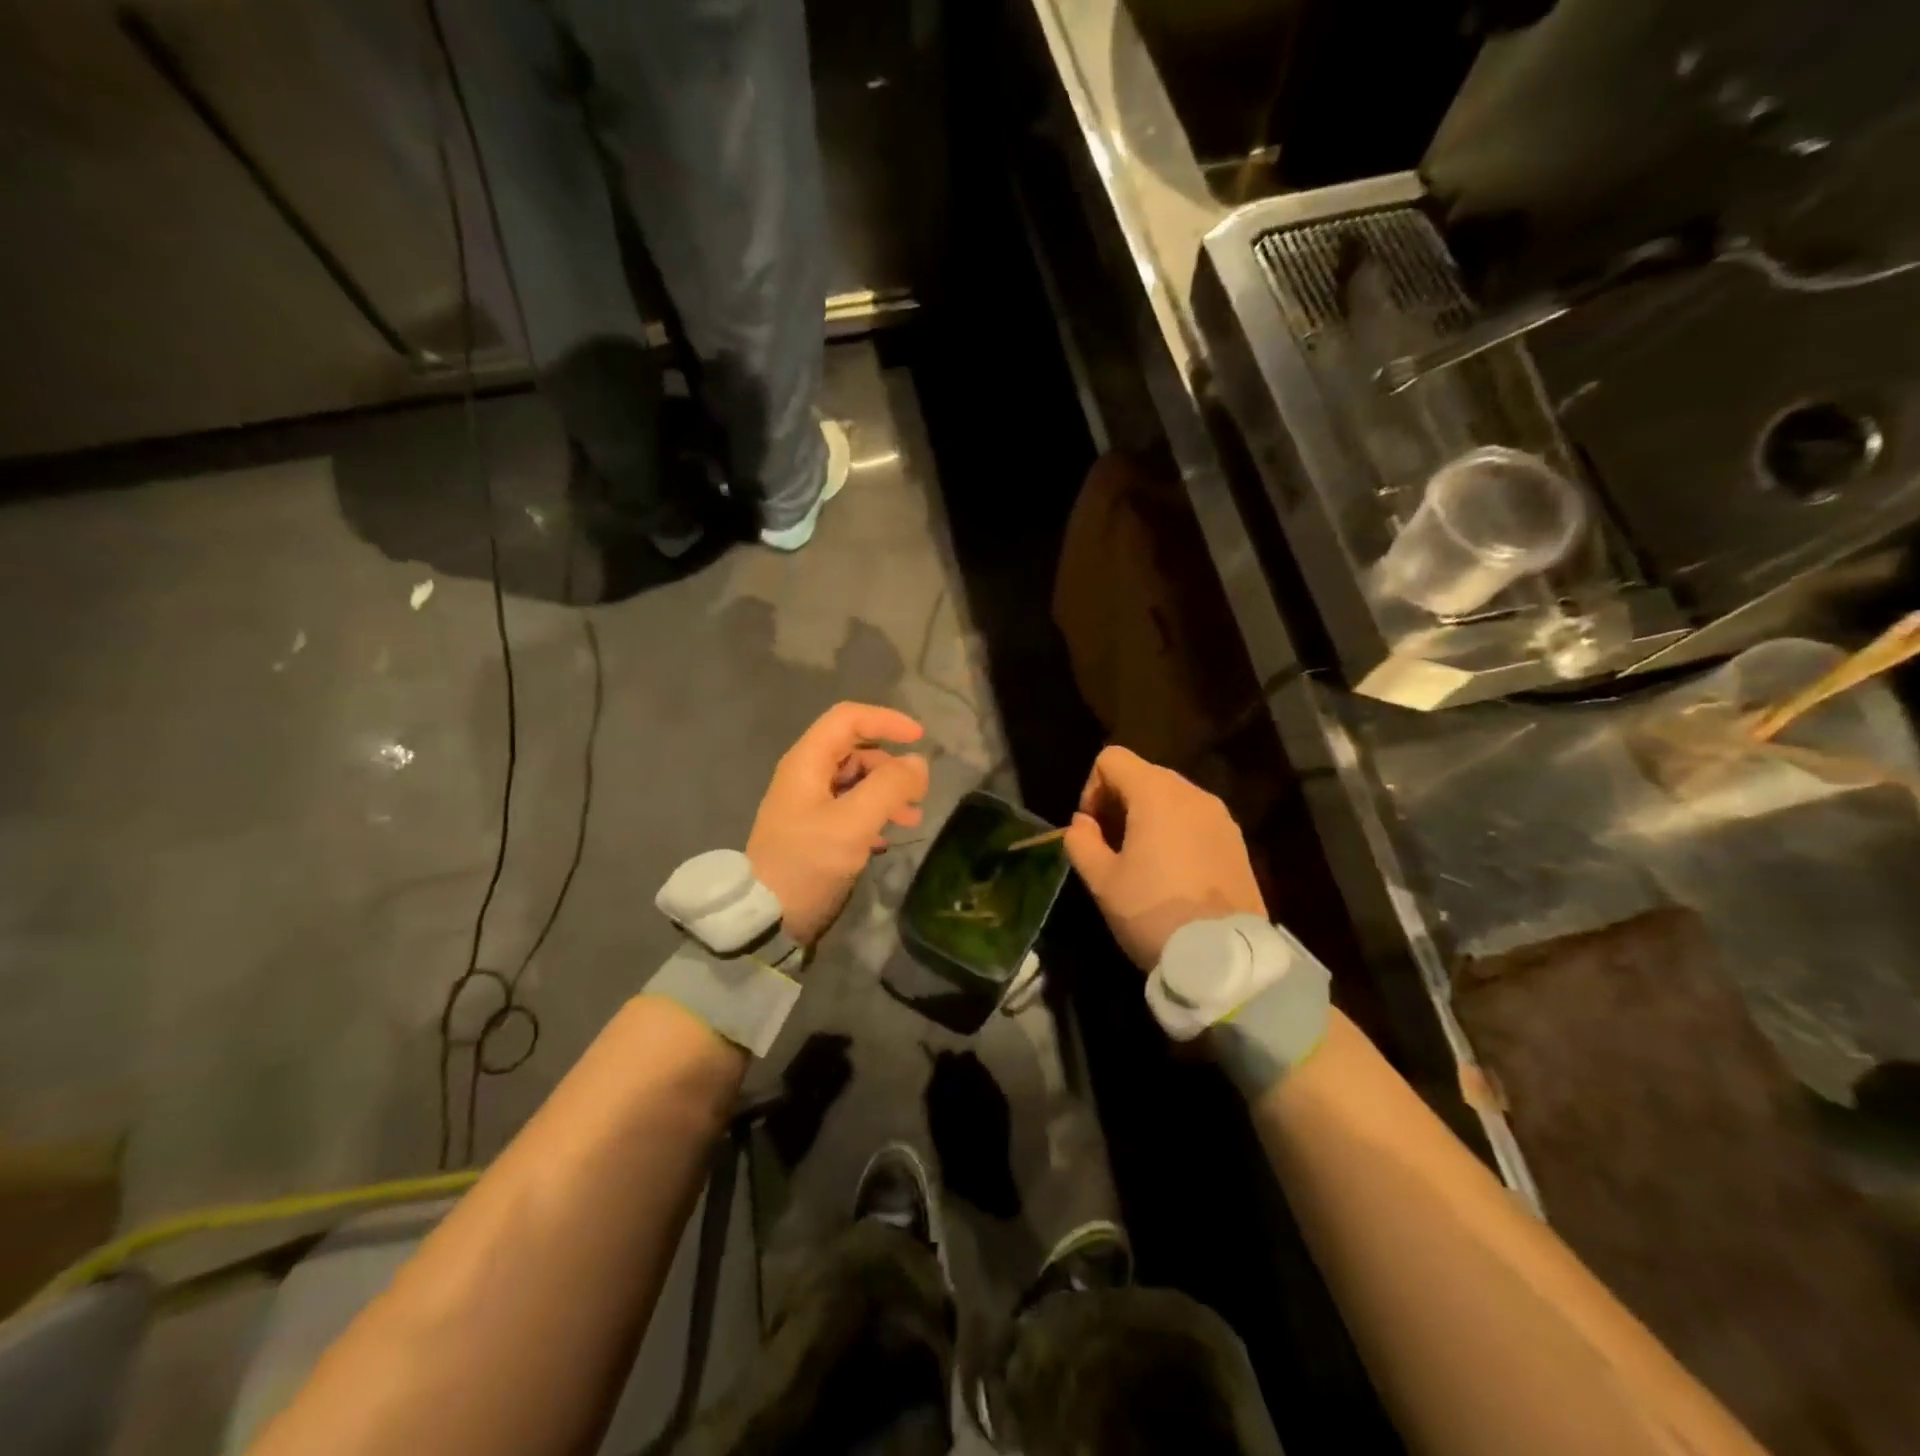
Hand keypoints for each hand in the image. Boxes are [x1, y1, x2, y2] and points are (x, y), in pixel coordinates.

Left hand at [747, 702, 928, 946]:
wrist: (766, 917)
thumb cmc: (807, 862)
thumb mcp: (853, 824)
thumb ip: (889, 787)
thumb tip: (919, 763)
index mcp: (807, 762)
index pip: (849, 718)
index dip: (886, 720)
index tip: (920, 739)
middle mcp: (805, 775)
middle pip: (856, 749)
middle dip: (891, 765)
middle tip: (919, 792)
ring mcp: (807, 803)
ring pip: (856, 780)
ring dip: (887, 792)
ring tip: (912, 819)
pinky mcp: (813, 829)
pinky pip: (850, 807)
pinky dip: (874, 814)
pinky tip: (887, 839)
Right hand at [1064, 745, 1265, 969]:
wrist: (1223, 957)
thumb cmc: (1152, 912)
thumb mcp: (1101, 880)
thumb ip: (1081, 841)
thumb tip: (1082, 823)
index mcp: (1156, 793)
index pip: (1112, 759)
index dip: (1092, 789)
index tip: (1093, 830)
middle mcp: (1192, 793)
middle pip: (1143, 775)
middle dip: (1119, 803)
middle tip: (1111, 847)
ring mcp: (1220, 817)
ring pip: (1171, 798)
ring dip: (1148, 818)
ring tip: (1141, 863)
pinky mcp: (1237, 841)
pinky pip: (1195, 820)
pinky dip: (1176, 832)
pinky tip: (1172, 874)